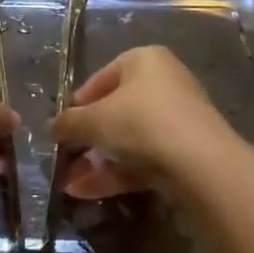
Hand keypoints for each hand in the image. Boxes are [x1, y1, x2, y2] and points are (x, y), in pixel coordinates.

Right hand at [49, 46, 236, 197]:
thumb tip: (53, 127)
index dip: (78, 103)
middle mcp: (164, 82)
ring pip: (128, 139)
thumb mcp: (94, 120)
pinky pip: (144, 158)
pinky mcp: (186, 152)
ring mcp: (178, 119)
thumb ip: (69, 123)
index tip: (62, 127)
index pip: (102, 77)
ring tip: (69, 185)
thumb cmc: (140, 122)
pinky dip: (116, 173)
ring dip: (97, 162)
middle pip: (116, 110)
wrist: (200, 164)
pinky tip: (87, 192)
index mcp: (144, 60)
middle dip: (87, 139)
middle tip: (66, 158)